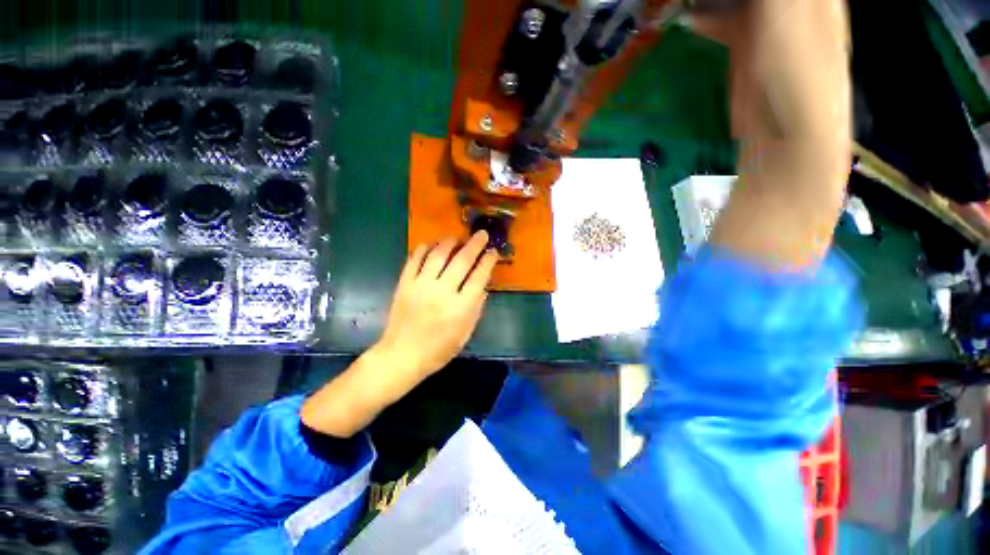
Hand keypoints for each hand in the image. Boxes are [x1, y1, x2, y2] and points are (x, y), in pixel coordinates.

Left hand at [301, 231, 497, 437]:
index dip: (488, 261)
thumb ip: (476, 308)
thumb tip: (483, 286)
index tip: (493, 251)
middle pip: (462, 260)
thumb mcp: (465, 334)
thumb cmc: (438, 350)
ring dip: (450, 242)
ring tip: (457, 238)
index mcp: (461, 307)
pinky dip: (424, 248)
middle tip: (481, 234)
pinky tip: (431, 244)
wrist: (402, 356)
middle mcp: (442, 292)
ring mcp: (421, 286)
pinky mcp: (404, 284)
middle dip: (475, 244)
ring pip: (438, 255)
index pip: (479, 276)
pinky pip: (414, 259)